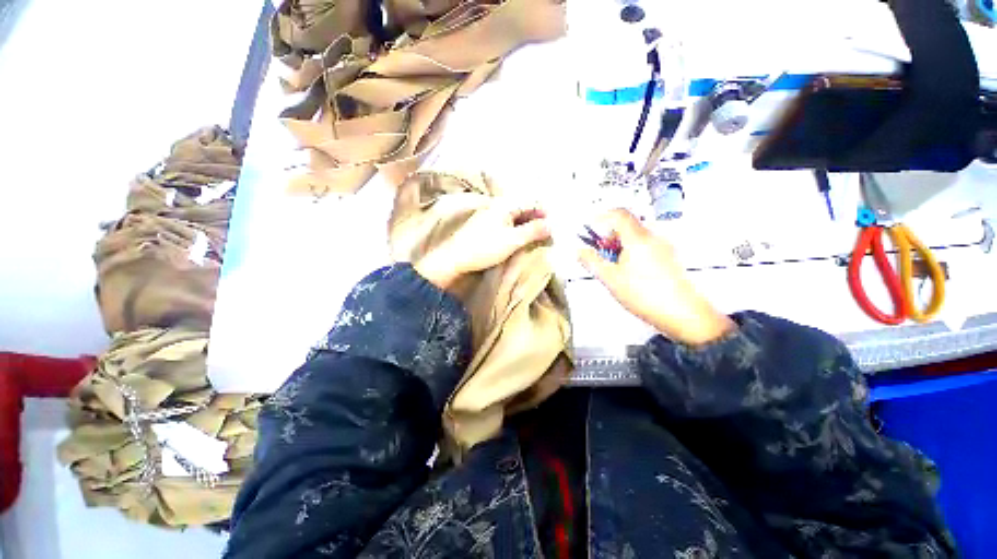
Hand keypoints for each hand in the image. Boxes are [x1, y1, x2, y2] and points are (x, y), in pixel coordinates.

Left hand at [416, 202, 550, 289]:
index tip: (553, 225)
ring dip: (526, 225)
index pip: (530, 202)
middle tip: (546, 233)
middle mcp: (497, 207)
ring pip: (514, 217)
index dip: (543, 212)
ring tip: (534, 237)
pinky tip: (518, 238)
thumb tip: (550, 225)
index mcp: (505, 206)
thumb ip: (532, 231)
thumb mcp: (512, 240)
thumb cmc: (485, 248)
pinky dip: (516, 229)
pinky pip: (506, 223)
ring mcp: (490, 216)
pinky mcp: (485, 226)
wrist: (455, 258)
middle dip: (536, 219)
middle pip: (522, 208)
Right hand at [578, 209, 734, 345]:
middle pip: (628, 225)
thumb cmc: (646, 295)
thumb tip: (580, 251)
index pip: (619, 214)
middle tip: (599, 251)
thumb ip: (592, 262)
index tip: (591, 227)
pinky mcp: (669, 259)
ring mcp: (664, 248)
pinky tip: (628, 272)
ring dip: (620, 245)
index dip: (602, 217)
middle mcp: (654, 238)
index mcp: (638, 238)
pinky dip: (632, 252)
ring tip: (613, 265)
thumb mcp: (611, 279)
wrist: (683, 314)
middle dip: (610, 235)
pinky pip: (647, 247)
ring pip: (637, 237)